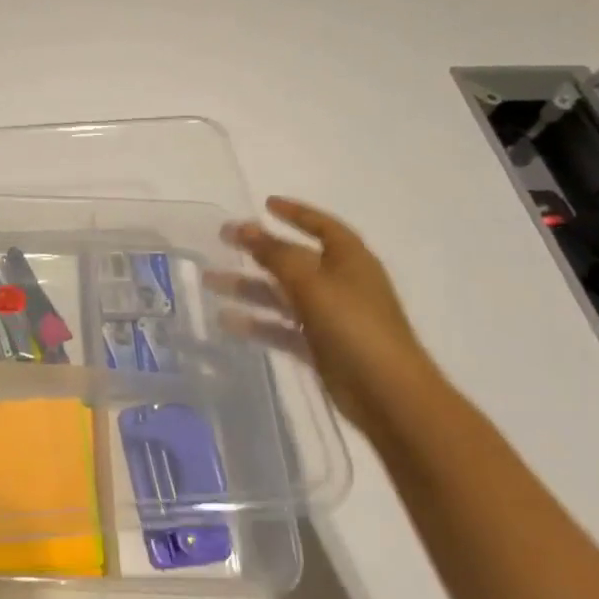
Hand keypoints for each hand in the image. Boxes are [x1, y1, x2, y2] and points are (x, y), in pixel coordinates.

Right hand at [207, 198, 443, 438]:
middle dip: (259, 250)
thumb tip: (245, 227)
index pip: (321, 225)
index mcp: (349, 259)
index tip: (264, 204)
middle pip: (294, 259)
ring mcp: (331, 316)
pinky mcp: (321, 346)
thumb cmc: (354, 326)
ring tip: (210, 281)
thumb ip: (275, 253)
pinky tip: (227, 321)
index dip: (295, 213)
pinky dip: (257, 323)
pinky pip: (282, 327)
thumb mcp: (311, 282)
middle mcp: (341, 283)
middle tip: (222, 240)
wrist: (388, 394)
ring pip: (283, 294)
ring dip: (249, 287)